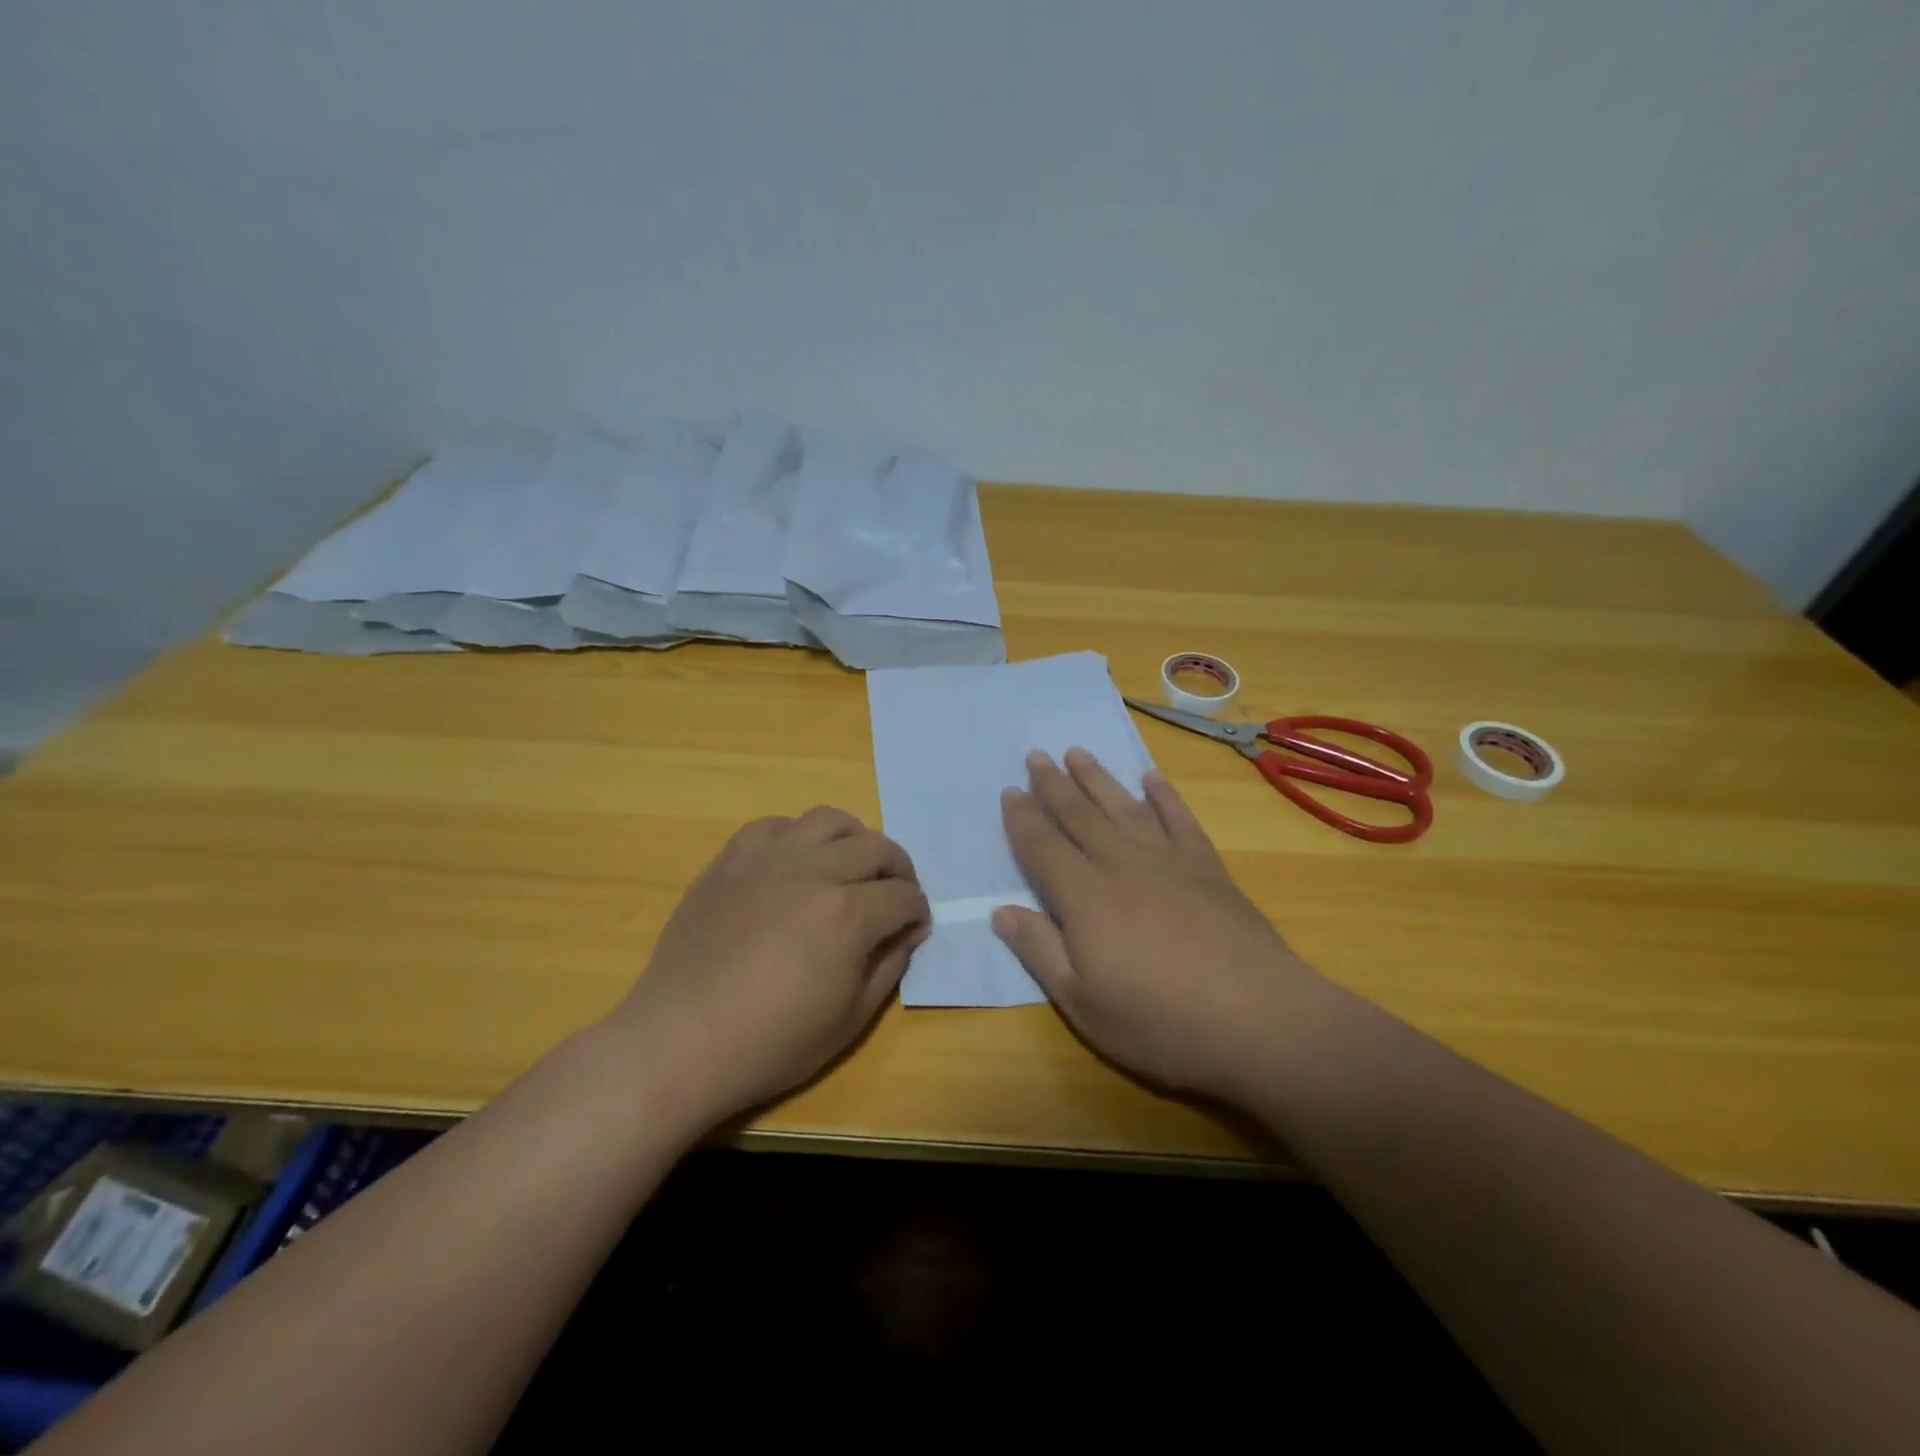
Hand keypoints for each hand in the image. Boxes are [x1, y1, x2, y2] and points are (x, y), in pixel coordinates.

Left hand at [607, 806, 929, 1127]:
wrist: (681, 1041)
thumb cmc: (771, 1042)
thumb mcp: (850, 1018)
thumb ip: (891, 965)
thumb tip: (910, 929)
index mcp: (848, 913)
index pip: (904, 895)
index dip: (917, 911)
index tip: (914, 926)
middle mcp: (814, 871)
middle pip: (876, 847)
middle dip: (898, 870)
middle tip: (894, 895)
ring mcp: (769, 859)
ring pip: (828, 820)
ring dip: (852, 840)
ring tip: (849, 867)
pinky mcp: (731, 859)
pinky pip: (774, 825)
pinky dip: (797, 837)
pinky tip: (794, 864)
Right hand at [994, 748, 1320, 1102]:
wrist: (1259, 1020)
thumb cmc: (1160, 1022)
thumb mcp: (1083, 1003)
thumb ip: (1040, 951)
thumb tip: (1000, 912)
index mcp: (1085, 897)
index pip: (1043, 846)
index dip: (1023, 818)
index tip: (1009, 791)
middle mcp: (1121, 864)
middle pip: (1079, 814)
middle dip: (1053, 784)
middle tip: (1036, 755)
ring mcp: (1168, 860)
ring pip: (1123, 806)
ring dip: (1098, 777)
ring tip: (1078, 752)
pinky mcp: (1207, 867)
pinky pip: (1179, 819)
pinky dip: (1164, 796)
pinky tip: (1151, 778)